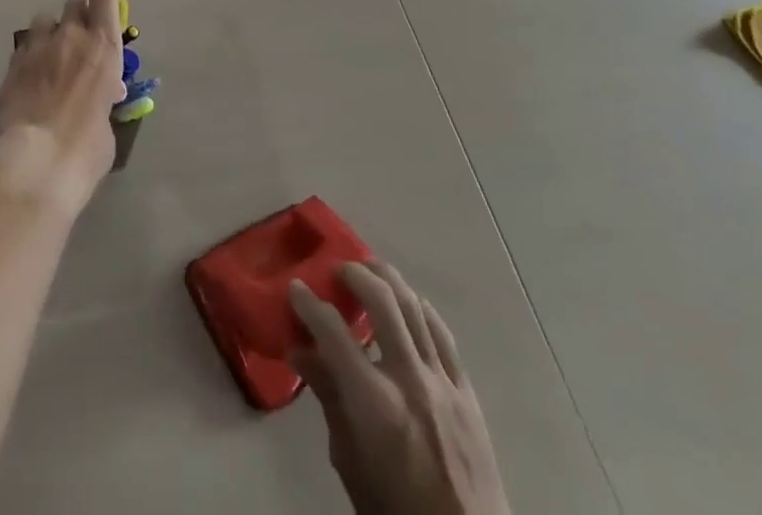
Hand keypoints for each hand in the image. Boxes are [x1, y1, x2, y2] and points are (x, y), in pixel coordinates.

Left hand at [0, 0, 125, 218]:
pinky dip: (31, 56)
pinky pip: (25, 46)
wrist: (37, 164)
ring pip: (45, 21)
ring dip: (51, 34)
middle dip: (78, 18)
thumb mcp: (107, 125)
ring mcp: (39, 47)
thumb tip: (102, 96)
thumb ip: (105, 100)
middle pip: (74, 5)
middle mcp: (73, 38)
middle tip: (78, 44)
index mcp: (105, 49)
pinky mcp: (13, 63)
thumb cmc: (85, 151)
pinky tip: (30, 80)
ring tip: (50, 60)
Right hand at [289, 262, 510, 514]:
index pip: (333, 332)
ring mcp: (444, 383)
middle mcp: (411, 381)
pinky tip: (409, 303)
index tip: (294, 288)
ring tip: (369, 271)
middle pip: (383, 301)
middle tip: (336, 271)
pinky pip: (443, 334)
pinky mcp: (467, 392)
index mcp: (375, 404)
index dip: (308, 303)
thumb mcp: (349, 462)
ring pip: (415, 307)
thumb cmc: (395, 508)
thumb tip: (301, 351)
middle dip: (354, 274)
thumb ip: (328, 398)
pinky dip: (421, 309)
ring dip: (388, 280)